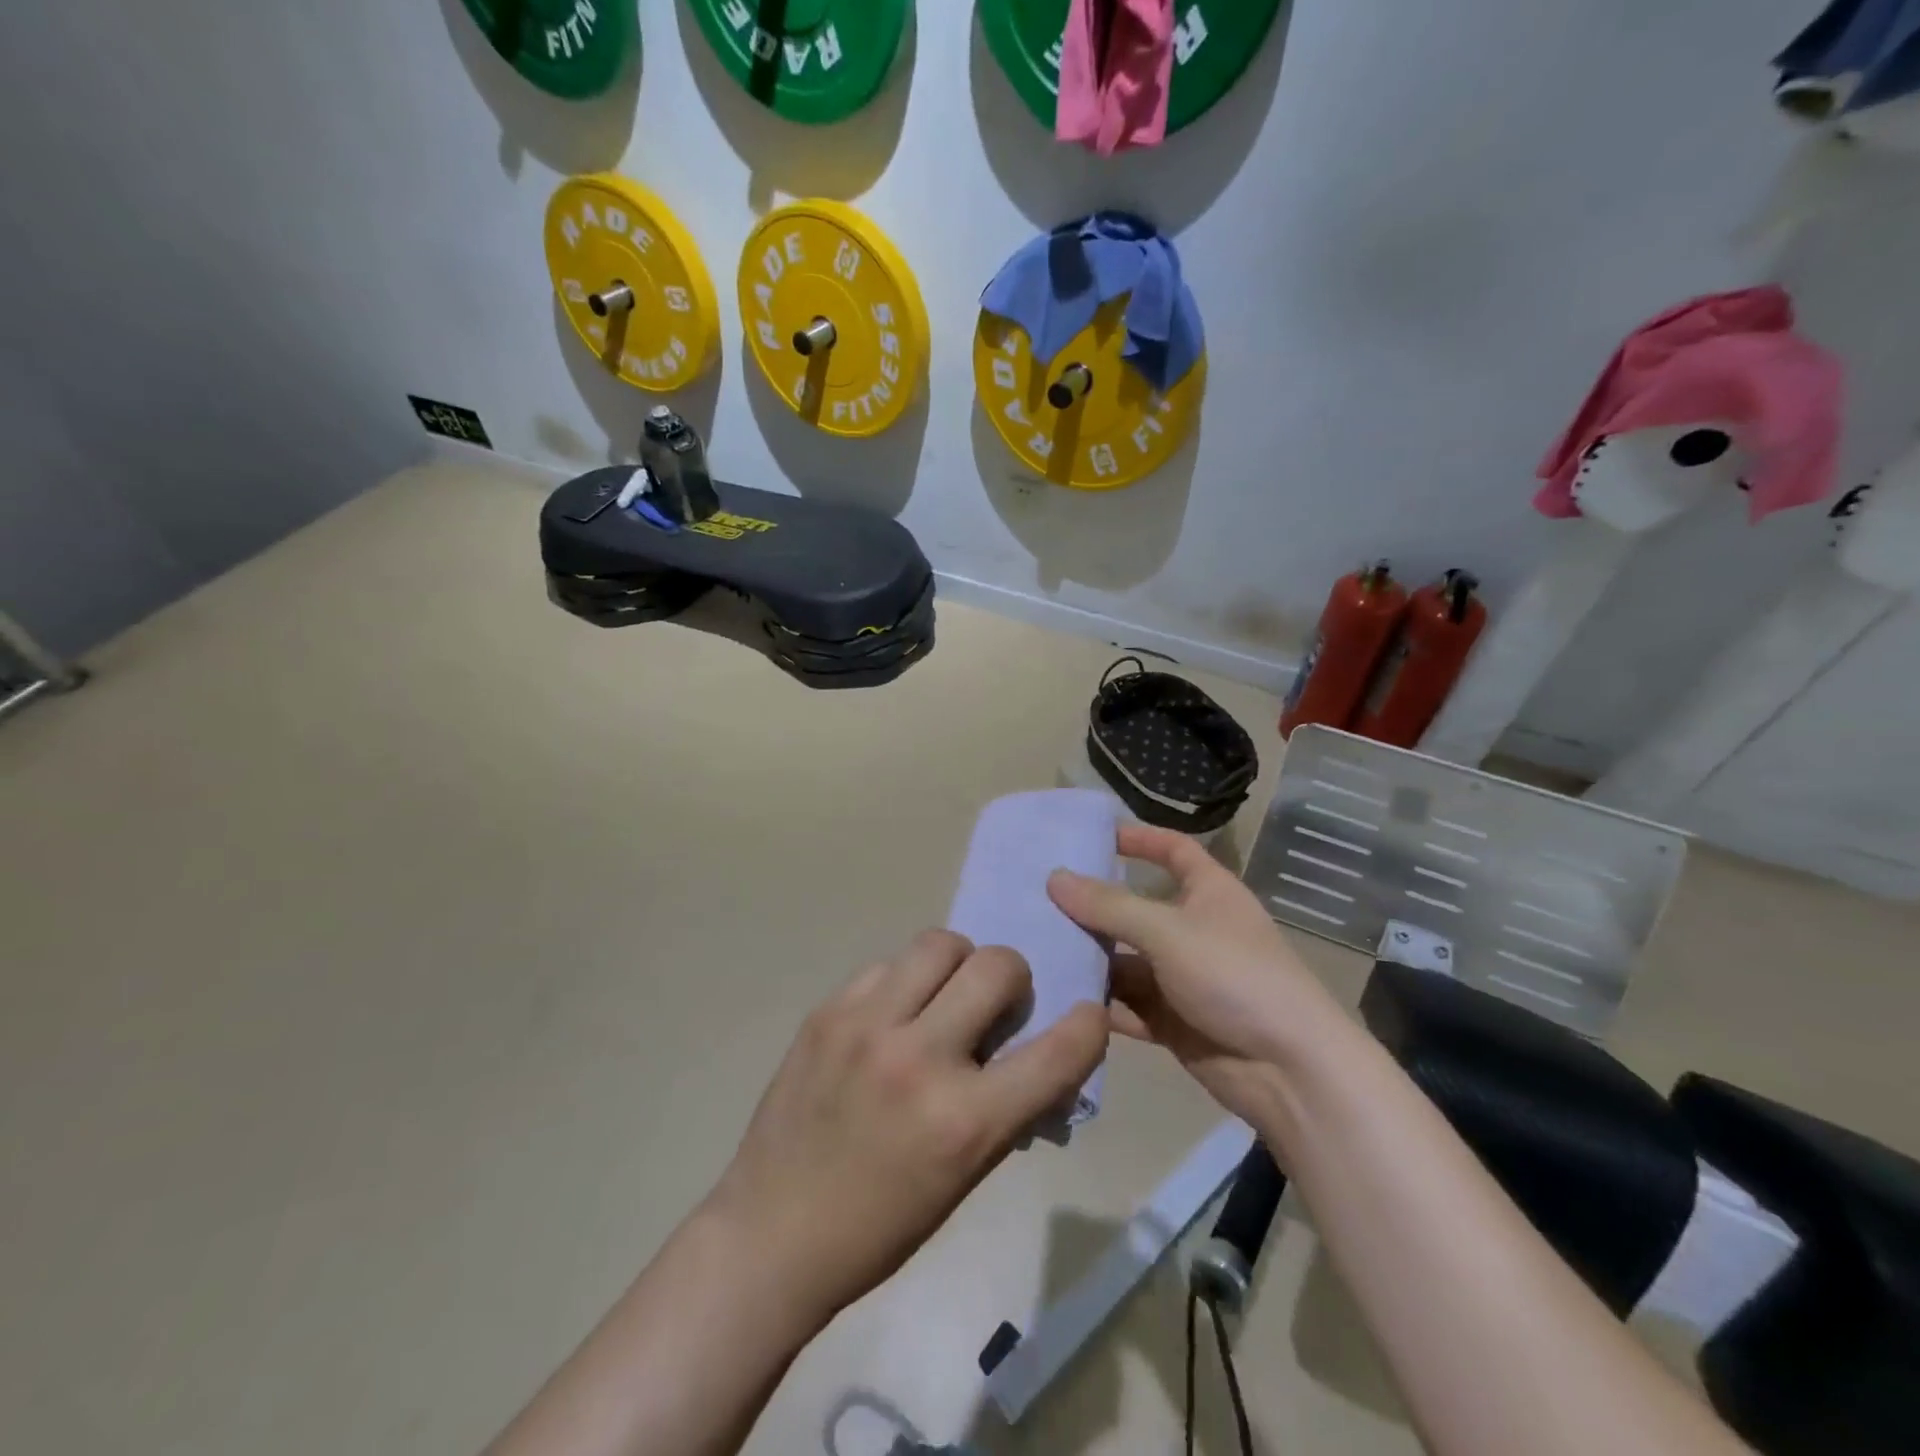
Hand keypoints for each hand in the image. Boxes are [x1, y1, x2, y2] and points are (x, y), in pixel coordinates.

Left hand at [707, 930, 1107, 1331]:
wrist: (771, 1232)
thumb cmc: (881, 1224)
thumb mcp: (965, 1176)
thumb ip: (1007, 1105)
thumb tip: (1038, 1047)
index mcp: (965, 1121)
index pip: (1057, 1052)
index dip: (1085, 1026)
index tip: (1084, 1015)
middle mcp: (919, 1058)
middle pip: (996, 964)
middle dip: (1011, 977)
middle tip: (996, 1003)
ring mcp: (866, 1025)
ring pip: (939, 942)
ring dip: (957, 964)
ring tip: (942, 995)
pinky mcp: (826, 1010)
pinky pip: (885, 965)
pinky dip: (903, 982)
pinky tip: (889, 1015)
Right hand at [1047, 823, 1348, 1123]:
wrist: (1289, 1071)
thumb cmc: (1235, 977)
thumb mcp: (1168, 931)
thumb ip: (1109, 906)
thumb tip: (1055, 877)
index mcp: (1209, 893)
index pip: (1173, 850)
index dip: (1139, 838)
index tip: (1091, 836)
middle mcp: (1194, 929)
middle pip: (1136, 908)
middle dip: (1093, 907)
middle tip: (1036, 899)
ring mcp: (1182, 977)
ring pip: (1125, 960)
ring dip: (1089, 958)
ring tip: (1034, 950)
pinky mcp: (1172, 1020)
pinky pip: (1127, 1003)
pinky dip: (1099, 1002)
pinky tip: (1056, 997)